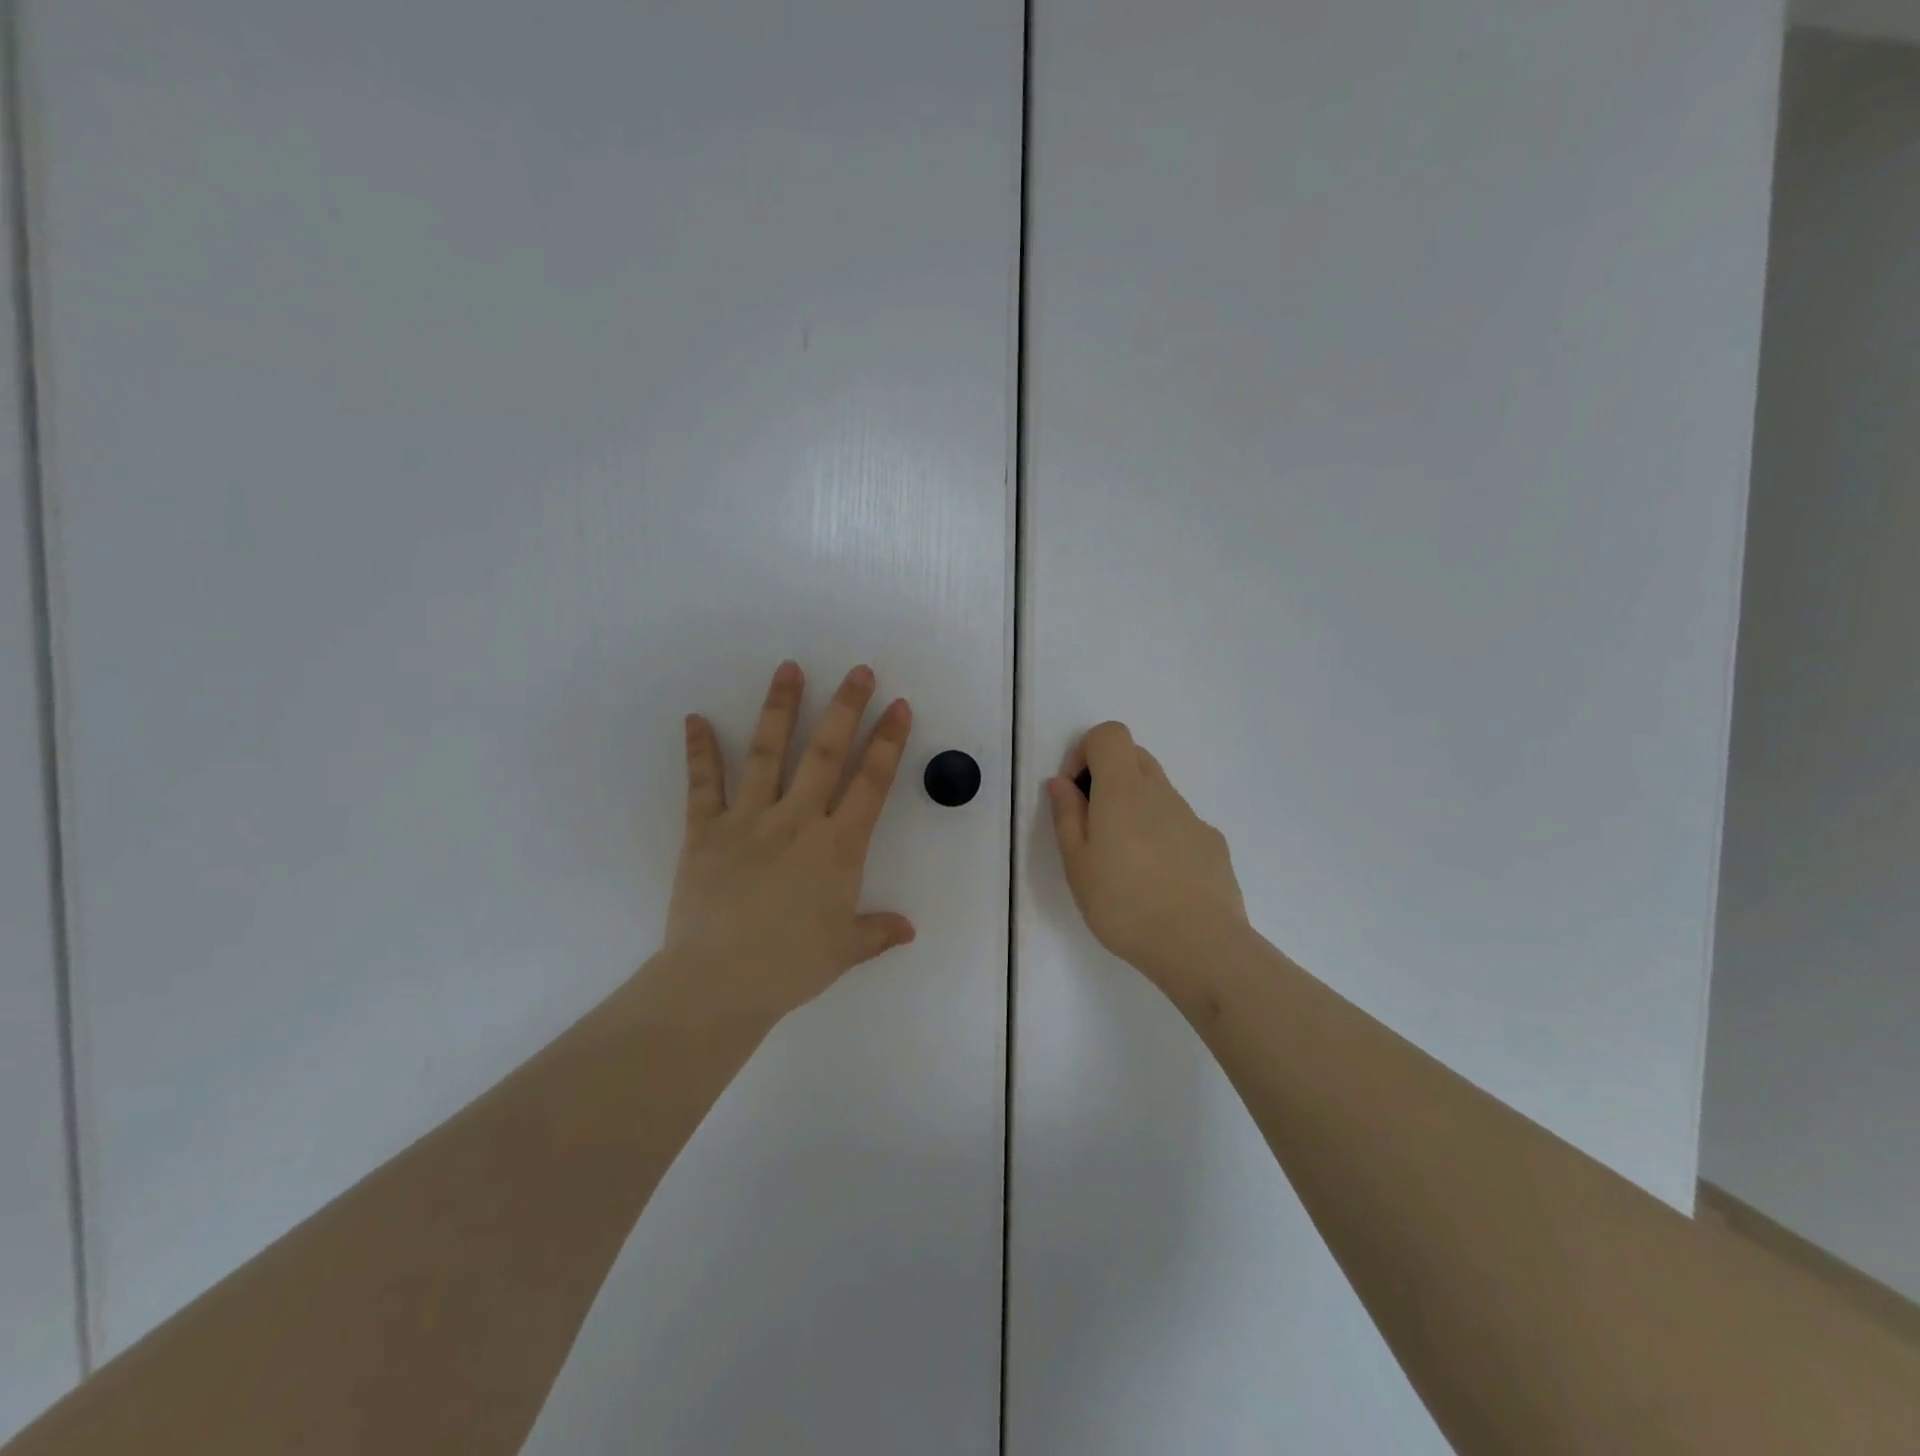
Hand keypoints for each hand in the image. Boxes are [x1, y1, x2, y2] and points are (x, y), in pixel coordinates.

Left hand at [655, 661, 915, 1025]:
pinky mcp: (706, 831)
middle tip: (859, 671)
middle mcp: (797, 820)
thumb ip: (877, 932)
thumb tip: (907, 930)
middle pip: (825, 753)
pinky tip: (695, 718)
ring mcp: (749, 820)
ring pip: (767, 753)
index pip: (871, 782)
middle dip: (845, 708)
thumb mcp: (844, 951)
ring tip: (789, 668)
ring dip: (780, 708)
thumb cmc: (790, 966)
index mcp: (837, 846)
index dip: (888, 741)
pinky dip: (699, 750)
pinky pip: (703, 784)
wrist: (718, 983)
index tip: (898, 706)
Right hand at [1046, 721, 1248, 990]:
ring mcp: (1192, 817)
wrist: (1200, 945)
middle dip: (1108, 777)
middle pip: (1134, 757)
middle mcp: (1161, 792)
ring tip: (1124, 862)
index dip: (1085, 752)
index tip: (1075, 793)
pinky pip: (1179, 823)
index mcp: (1123, 790)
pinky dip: (1161, 835)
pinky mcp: (1213, 844)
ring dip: (1134, 808)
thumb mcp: (1077, 863)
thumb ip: (1067, 815)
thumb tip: (1061, 782)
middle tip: (1092, 825)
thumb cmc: (1124, 903)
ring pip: (1157, 792)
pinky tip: (1158, 881)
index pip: (1109, 734)